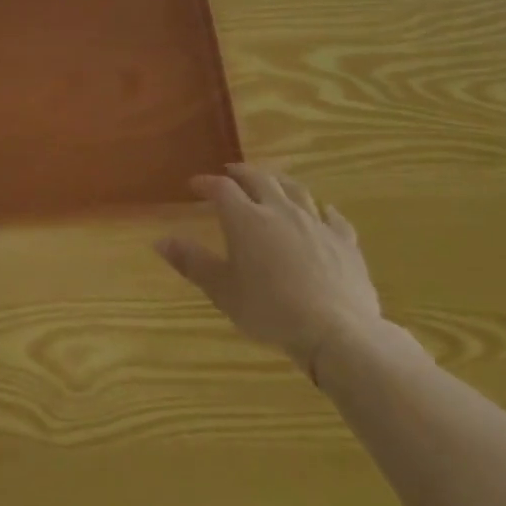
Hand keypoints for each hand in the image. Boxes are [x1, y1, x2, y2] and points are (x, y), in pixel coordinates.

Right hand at [156, 163, 382, 377]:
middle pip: (260, 179)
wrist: (336, 332)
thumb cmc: (270, 310)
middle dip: (242, 173)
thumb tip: (160, 241)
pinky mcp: (345, 242)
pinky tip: (323, 213)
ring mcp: (316, 224)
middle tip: (231, 173)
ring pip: (297, 191)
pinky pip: (333, 217)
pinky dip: (322, 211)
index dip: (207, 183)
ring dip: (280, 183)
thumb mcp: (222, 290)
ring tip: (272, 183)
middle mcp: (280, 211)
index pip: (222, 188)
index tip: (195, 185)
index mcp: (246, 219)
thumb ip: (192, 262)